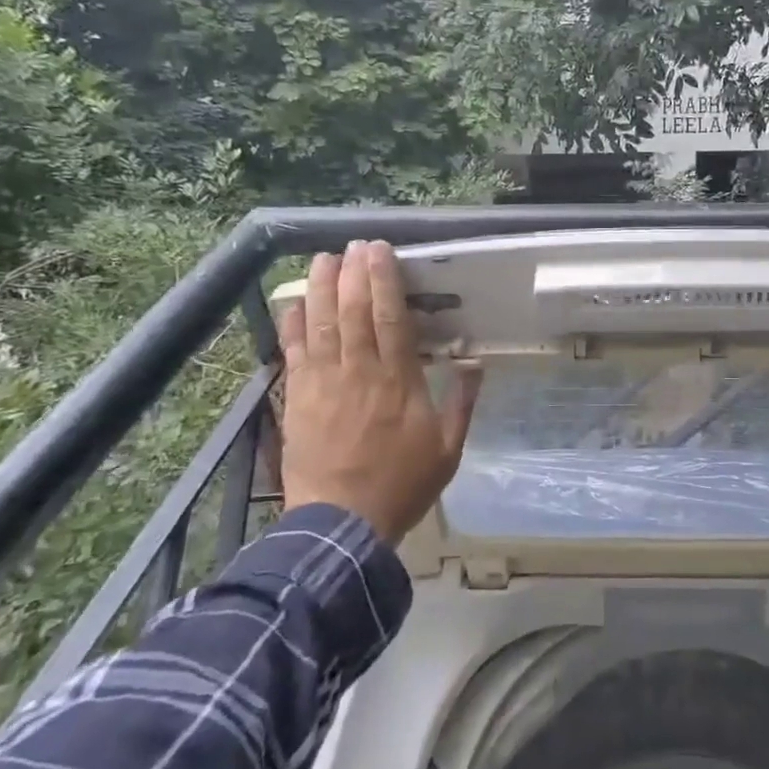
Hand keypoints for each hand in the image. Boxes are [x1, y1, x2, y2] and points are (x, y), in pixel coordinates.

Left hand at [277, 240, 482, 545]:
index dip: (385, 279)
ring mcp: (323, 383)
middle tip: (355, 245)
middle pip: (353, 310)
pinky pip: (294, 351)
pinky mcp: (297, 398)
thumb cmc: (402, 485)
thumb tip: (476, 363)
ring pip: (320, 323)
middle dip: (353, 272)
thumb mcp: (448, 449)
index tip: (381, 251)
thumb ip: (463, 403)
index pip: (391, 316)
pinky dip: (293, 323)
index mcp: (399, 380)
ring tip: (323, 258)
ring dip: (320, 286)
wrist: (342, 523)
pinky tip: (294, 302)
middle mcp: (359, 371)